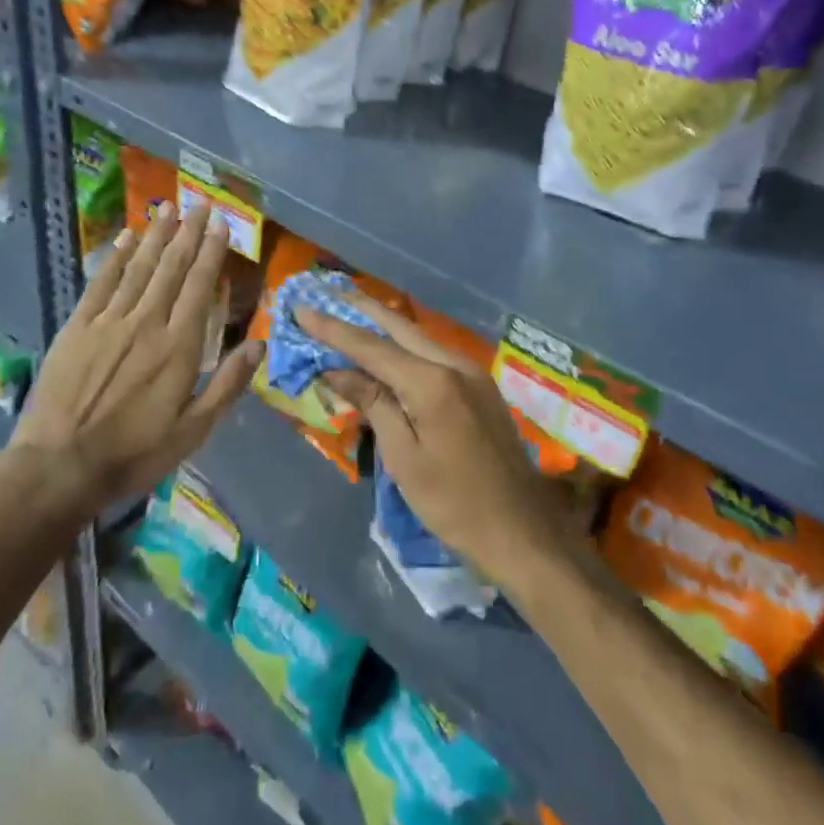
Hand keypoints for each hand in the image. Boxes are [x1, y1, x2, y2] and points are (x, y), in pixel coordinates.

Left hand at [1, 203, 260, 517]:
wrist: (59, 466)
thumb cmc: (133, 454)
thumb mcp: (192, 432)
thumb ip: (227, 385)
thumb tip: (260, 344)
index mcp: (178, 347)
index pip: (199, 287)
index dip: (211, 252)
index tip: (221, 224)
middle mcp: (146, 323)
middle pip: (171, 268)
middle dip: (188, 233)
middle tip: (200, 204)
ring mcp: (108, 321)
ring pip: (138, 268)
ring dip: (154, 235)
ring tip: (168, 208)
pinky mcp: (77, 327)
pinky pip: (100, 283)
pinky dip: (115, 258)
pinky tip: (125, 238)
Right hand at [297, 298, 571, 583]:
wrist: (522, 532)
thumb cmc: (454, 504)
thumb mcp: (404, 458)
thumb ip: (373, 404)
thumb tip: (336, 370)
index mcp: (433, 382)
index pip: (371, 347)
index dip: (332, 328)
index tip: (301, 308)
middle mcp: (454, 364)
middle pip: (398, 326)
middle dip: (359, 309)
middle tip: (325, 292)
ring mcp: (472, 372)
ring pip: (418, 336)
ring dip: (382, 324)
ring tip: (349, 310)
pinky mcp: (480, 386)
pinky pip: (433, 353)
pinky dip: (404, 345)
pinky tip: (388, 346)